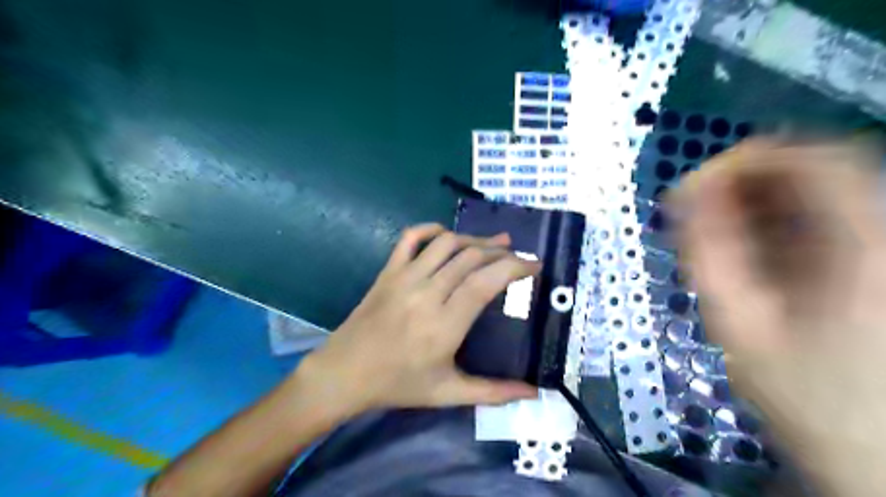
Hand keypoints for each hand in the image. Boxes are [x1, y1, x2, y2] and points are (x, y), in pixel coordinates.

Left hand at [298, 226, 539, 416]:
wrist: (344, 374)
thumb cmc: (398, 385)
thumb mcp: (448, 393)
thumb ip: (493, 393)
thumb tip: (534, 393)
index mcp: (444, 324)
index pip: (486, 282)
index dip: (514, 267)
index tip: (534, 266)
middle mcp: (426, 293)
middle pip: (471, 257)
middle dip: (501, 252)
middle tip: (518, 256)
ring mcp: (404, 278)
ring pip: (446, 243)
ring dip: (474, 239)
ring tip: (493, 243)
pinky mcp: (387, 271)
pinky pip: (410, 238)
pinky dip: (431, 229)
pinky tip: (447, 236)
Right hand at [673, 138, 885, 493]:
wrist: (868, 446)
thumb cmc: (801, 390)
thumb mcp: (738, 323)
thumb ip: (707, 252)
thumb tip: (681, 198)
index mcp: (862, 247)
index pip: (811, 161)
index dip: (743, 160)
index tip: (689, 187)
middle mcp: (884, 233)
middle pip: (815, 168)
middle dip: (743, 179)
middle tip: (694, 208)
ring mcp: (884, 245)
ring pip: (816, 190)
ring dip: (755, 199)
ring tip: (712, 228)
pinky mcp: (874, 259)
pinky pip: (822, 217)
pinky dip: (775, 219)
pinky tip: (746, 246)